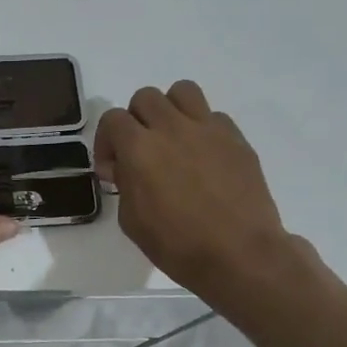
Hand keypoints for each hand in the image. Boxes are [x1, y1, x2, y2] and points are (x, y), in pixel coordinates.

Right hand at [94, 81, 310, 319]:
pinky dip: (202, 129)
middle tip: (141, 151)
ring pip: (182, 91)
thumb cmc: (178, 246)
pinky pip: (214, 116)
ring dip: (170, 110)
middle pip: (145, 97)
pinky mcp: (236, 139)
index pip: (112, 119)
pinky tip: (204, 157)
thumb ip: (125, 184)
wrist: (240, 255)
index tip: (114, 169)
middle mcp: (172, 128)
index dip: (107, 141)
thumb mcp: (132, 221)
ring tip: (173, 138)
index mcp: (140, 148)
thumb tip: (127, 168)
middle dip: (136, 121)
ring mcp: (208, 129)